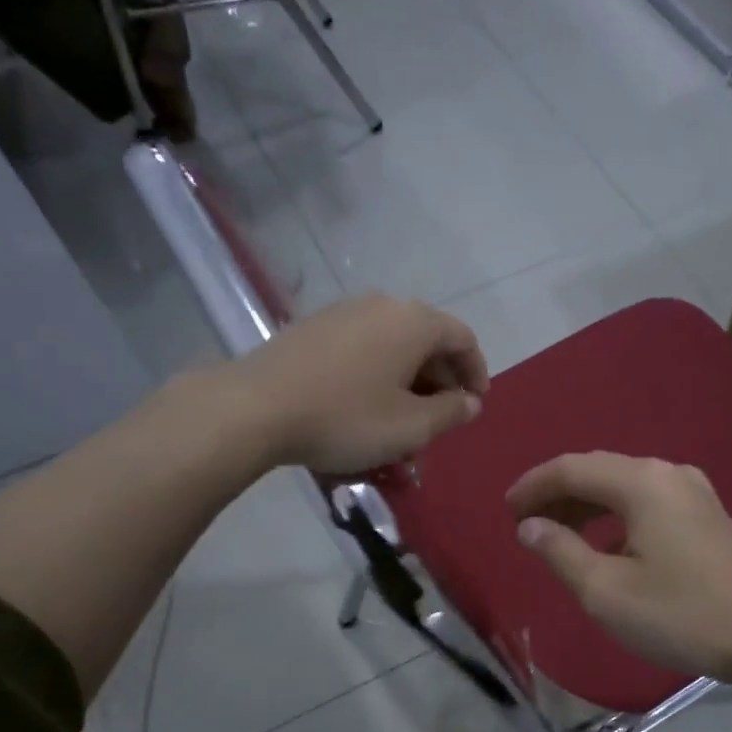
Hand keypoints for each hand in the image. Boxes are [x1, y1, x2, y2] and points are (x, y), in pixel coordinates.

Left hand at [230, 295, 488, 473]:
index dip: (476, 373)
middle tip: (439, 423)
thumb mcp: (411, 427)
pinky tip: (365, 409)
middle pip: (428, 341)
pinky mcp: (313, 328)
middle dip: (440, 384)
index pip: (463, 339)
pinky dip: (378, 376)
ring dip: (408, 384)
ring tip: (402, 424)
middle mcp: (382, 305)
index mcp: (414, 322)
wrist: (254, 407)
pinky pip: (363, 349)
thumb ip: (451, 413)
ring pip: (394, 347)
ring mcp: (343, 313)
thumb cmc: (347, 417)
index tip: (475, 406)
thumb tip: (470, 402)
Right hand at [506, 452, 731, 683]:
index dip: (533, 486)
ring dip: (587, 507)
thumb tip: (529, 526)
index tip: (506, 511)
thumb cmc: (681, 615)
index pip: (571, 469)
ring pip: (625, 487)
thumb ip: (560, 552)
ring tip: (558, 536)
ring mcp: (695, 492)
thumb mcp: (606, 591)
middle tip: (526, 525)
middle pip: (599, 472)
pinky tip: (607, 547)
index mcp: (642, 482)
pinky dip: (616, 518)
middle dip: (558, 495)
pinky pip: (648, 503)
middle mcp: (669, 473)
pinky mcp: (708, 516)